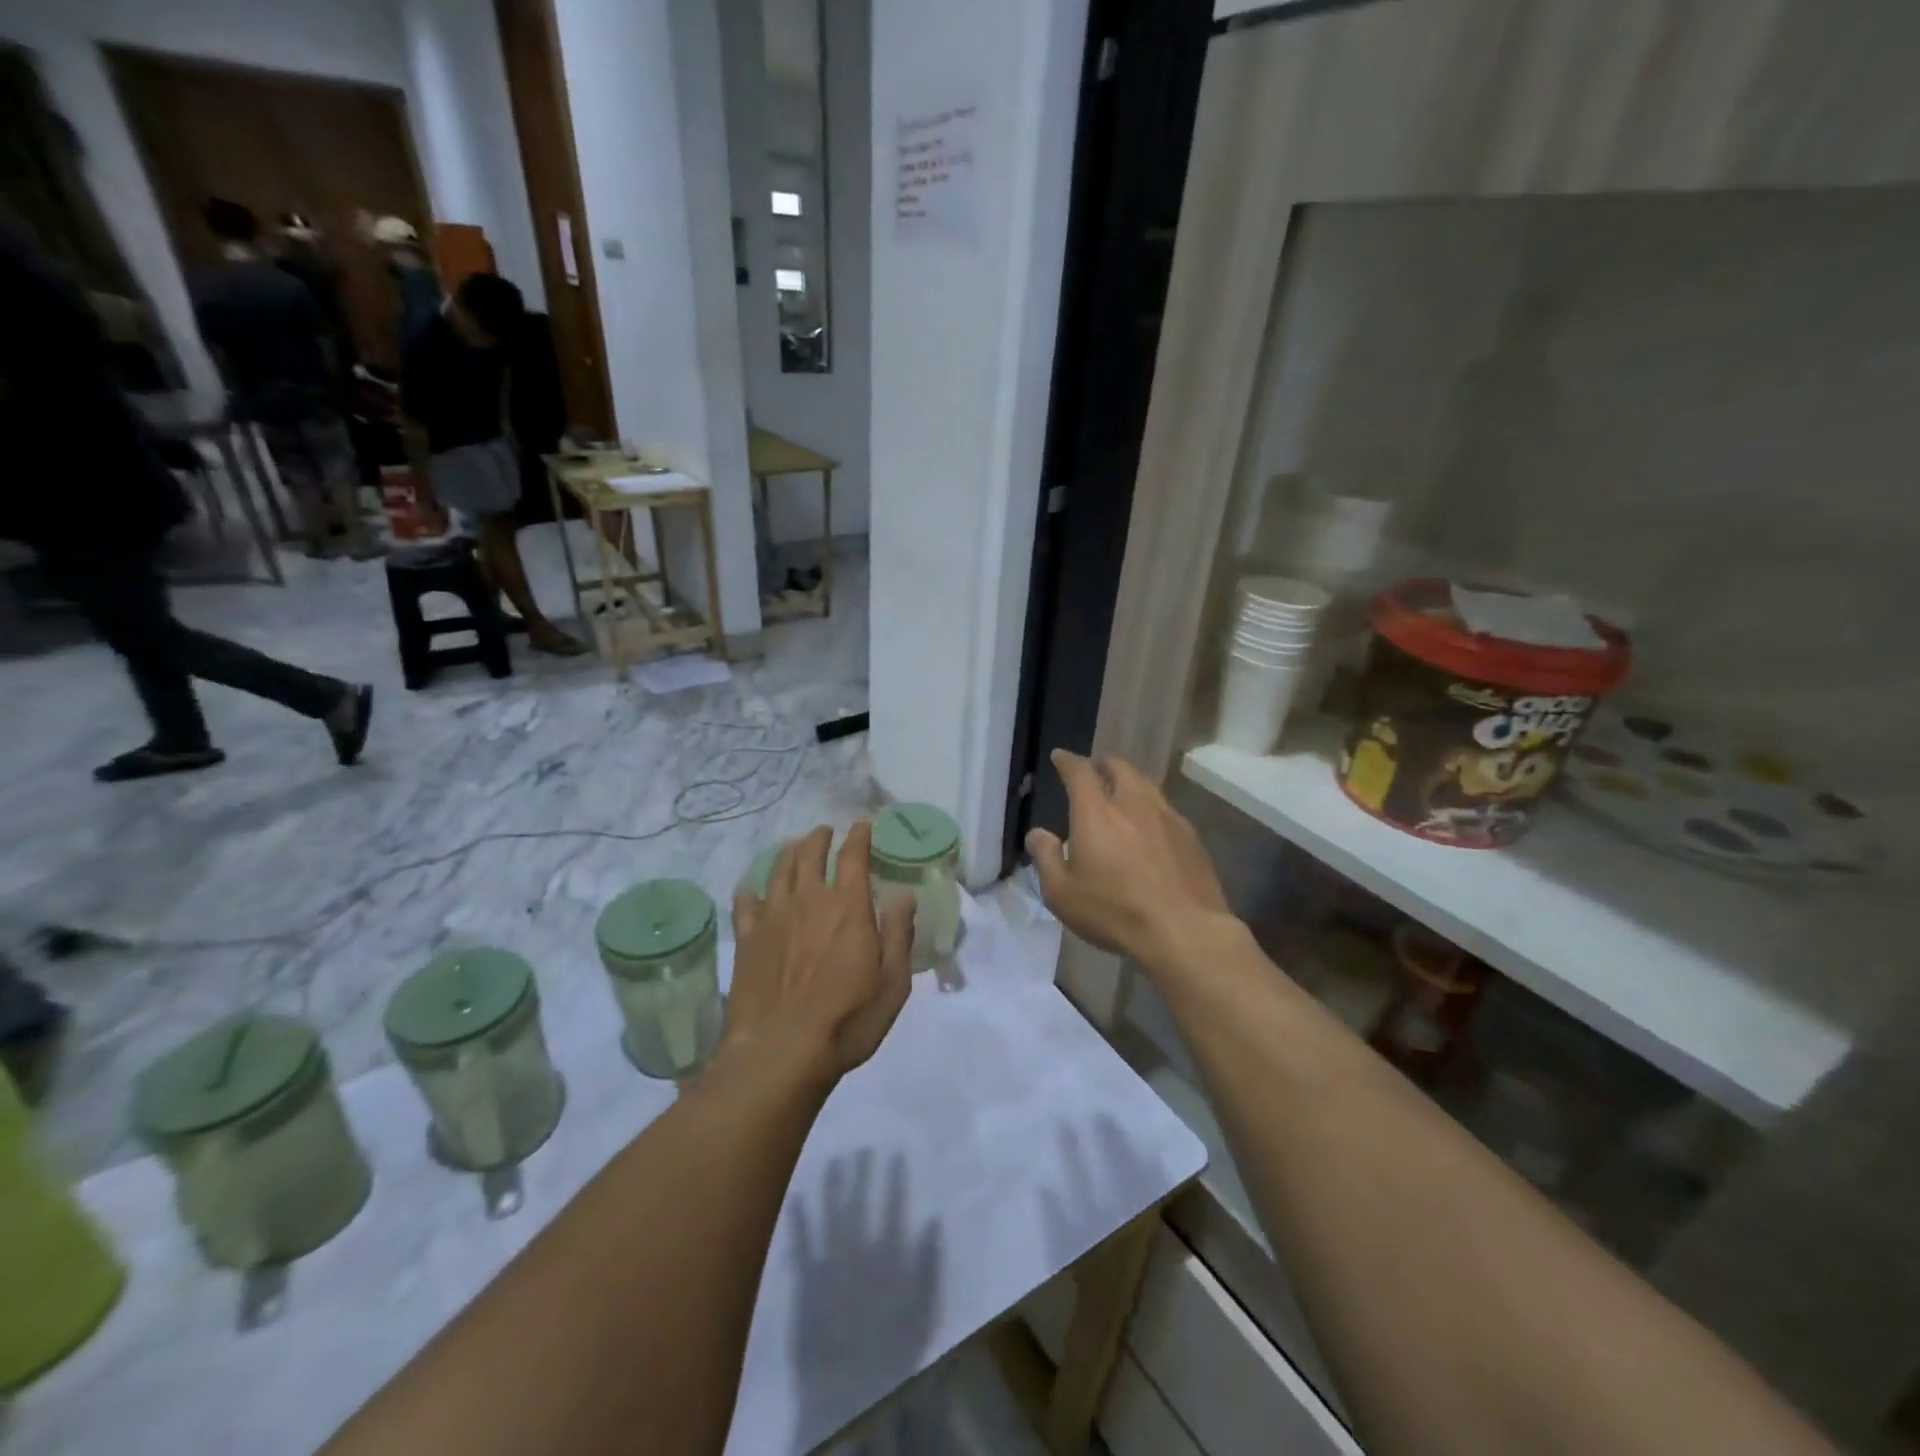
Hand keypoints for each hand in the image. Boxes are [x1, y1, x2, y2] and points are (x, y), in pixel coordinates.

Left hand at [723, 822, 915, 1083]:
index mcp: (848, 907)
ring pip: (778, 870)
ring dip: (788, 853)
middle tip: (824, 832)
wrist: (781, 1052)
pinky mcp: (747, 939)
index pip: (853, 857)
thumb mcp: (892, 983)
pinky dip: (750, 890)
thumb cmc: (847, 1020)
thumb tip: (905, 897)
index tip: (861, 825)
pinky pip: (745, 903)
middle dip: (819, 837)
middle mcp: (809, 901)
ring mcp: (773, 917)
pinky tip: (751, 889)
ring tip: (793, 847)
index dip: (858, 837)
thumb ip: (899, 935)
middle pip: (809, 853)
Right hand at [1027, 749, 1233, 966]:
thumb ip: (1046, 857)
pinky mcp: (1191, 836)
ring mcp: (1167, 817)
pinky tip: (1150, 828)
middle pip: (1119, 767)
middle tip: (1093, 772)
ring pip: (1146, 784)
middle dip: (1102, 765)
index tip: (1060, 757)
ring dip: (1129, 782)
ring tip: (1121, 795)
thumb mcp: (1062, 893)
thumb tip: (1038, 834)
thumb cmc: (1115, 911)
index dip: (1068, 761)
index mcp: (1096, 812)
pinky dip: (1150, 808)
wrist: (1185, 931)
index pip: (1080, 772)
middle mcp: (1133, 803)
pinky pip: (1166, 809)